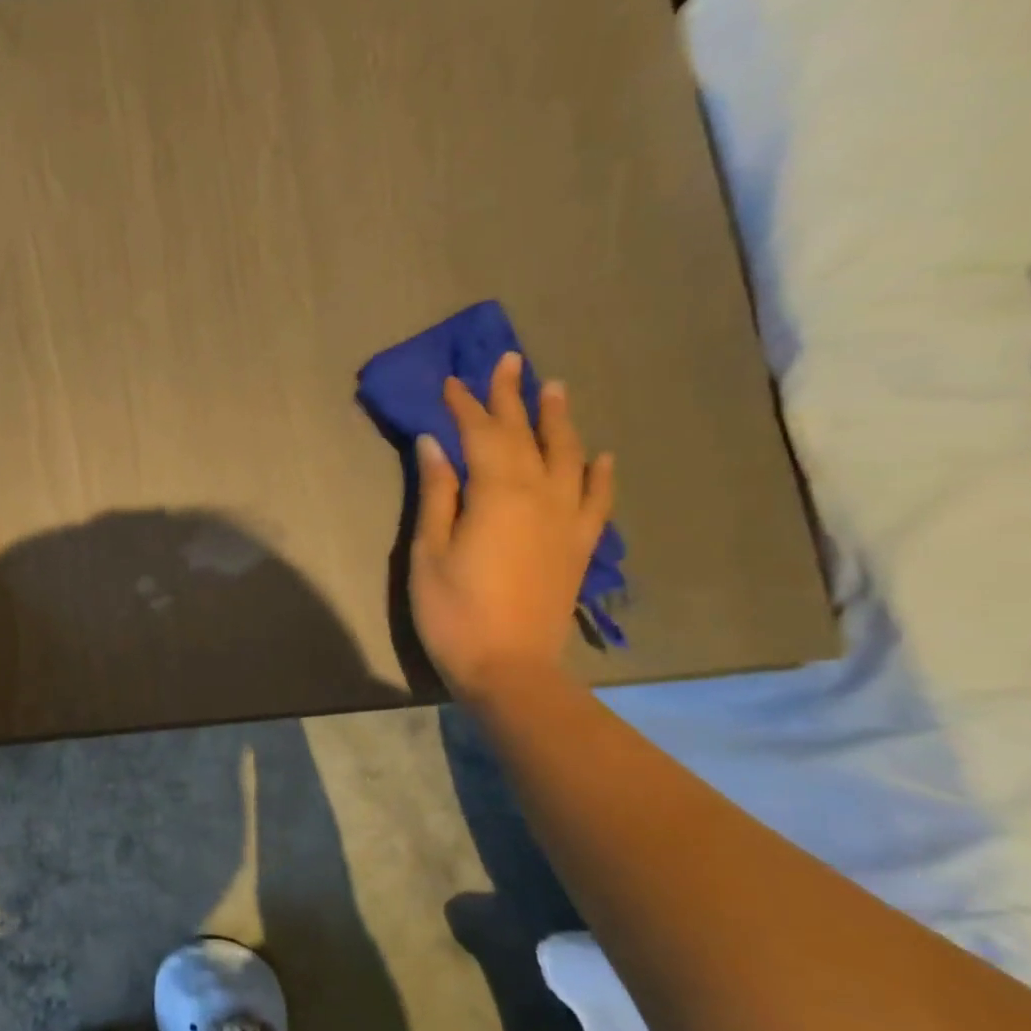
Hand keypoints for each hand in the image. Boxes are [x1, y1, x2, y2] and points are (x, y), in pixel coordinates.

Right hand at [410, 352, 614, 698]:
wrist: (508, 668)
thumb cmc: (453, 611)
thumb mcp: (428, 552)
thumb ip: (437, 494)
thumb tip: (434, 443)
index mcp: (497, 494)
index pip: (481, 435)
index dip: (466, 405)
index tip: (452, 380)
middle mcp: (540, 496)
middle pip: (526, 435)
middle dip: (513, 398)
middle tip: (510, 361)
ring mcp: (567, 520)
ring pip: (568, 457)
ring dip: (559, 421)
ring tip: (555, 389)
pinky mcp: (580, 546)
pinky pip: (597, 500)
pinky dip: (600, 474)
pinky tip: (601, 455)